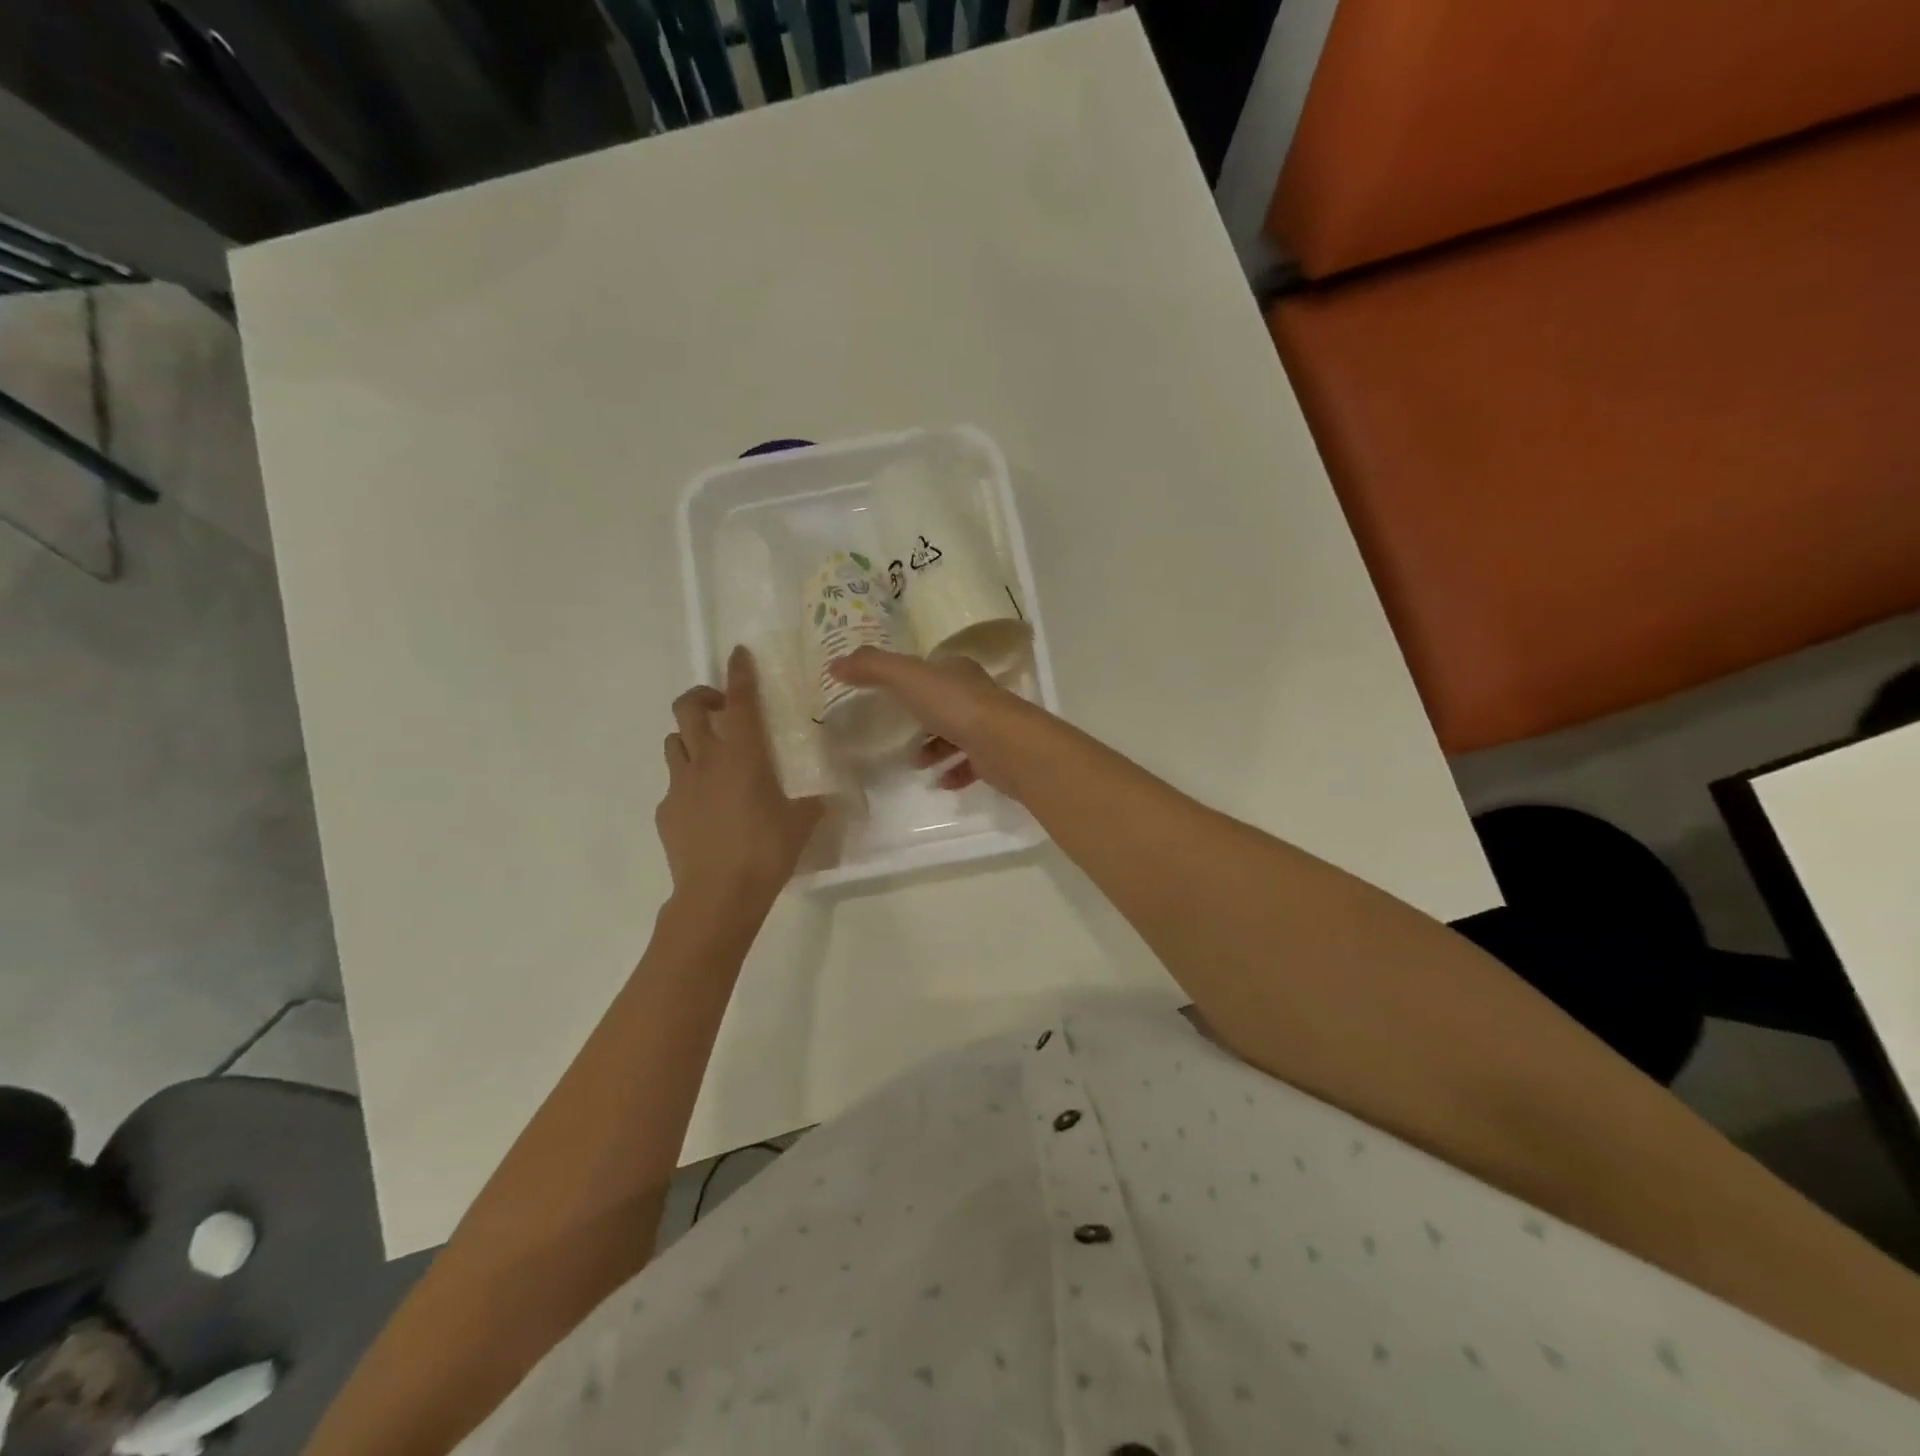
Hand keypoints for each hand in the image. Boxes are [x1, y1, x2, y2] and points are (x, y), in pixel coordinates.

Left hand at [657, 646, 823, 914]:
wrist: (717, 895)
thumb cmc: (765, 851)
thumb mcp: (801, 825)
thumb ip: (812, 804)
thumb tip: (825, 799)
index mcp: (743, 755)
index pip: (740, 701)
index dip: (740, 674)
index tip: (739, 654)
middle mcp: (706, 760)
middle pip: (689, 708)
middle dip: (702, 697)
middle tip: (723, 710)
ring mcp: (680, 785)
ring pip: (674, 741)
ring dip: (691, 737)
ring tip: (711, 755)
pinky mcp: (666, 811)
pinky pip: (674, 783)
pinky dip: (687, 782)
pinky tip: (705, 806)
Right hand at [828, 648, 1047, 796]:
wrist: (1006, 745)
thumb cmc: (956, 706)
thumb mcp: (908, 678)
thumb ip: (873, 668)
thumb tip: (835, 664)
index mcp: (958, 671)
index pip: (934, 669)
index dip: (912, 678)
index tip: (890, 693)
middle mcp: (976, 695)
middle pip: (946, 703)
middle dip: (923, 718)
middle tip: (897, 733)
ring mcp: (989, 726)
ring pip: (958, 735)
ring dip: (936, 748)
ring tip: (914, 763)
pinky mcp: (996, 757)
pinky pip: (971, 764)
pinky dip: (954, 772)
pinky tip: (940, 782)